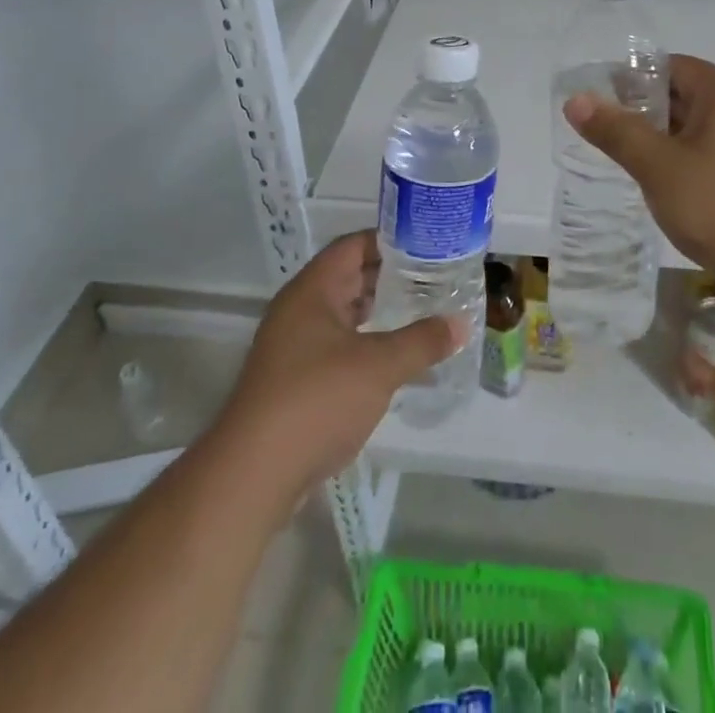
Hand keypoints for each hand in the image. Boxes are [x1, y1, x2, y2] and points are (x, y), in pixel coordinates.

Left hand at [218, 231, 464, 495]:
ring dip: (379, 311)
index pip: (353, 245)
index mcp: (312, 290)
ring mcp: (293, 346)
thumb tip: (461, 324)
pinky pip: (337, 345)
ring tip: (421, 311)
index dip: (390, 240)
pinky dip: (366, 342)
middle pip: (348, 277)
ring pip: (343, 313)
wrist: (252, 475)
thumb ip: (422, 341)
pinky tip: (394, 356)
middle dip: (390, 276)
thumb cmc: (316, 400)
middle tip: (434, 277)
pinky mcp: (294, 380)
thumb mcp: (379, 367)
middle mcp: (299, 309)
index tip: (428, 243)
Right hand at [564, 54, 714, 316]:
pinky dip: (679, 162)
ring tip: (621, 156)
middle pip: (684, 96)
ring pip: (694, 131)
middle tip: (602, 127)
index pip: (673, 65)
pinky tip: (657, 186)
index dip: (636, 74)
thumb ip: (616, 131)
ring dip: (660, 139)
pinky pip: (707, 158)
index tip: (602, 94)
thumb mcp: (658, 166)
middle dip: (643, 108)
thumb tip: (576, 100)